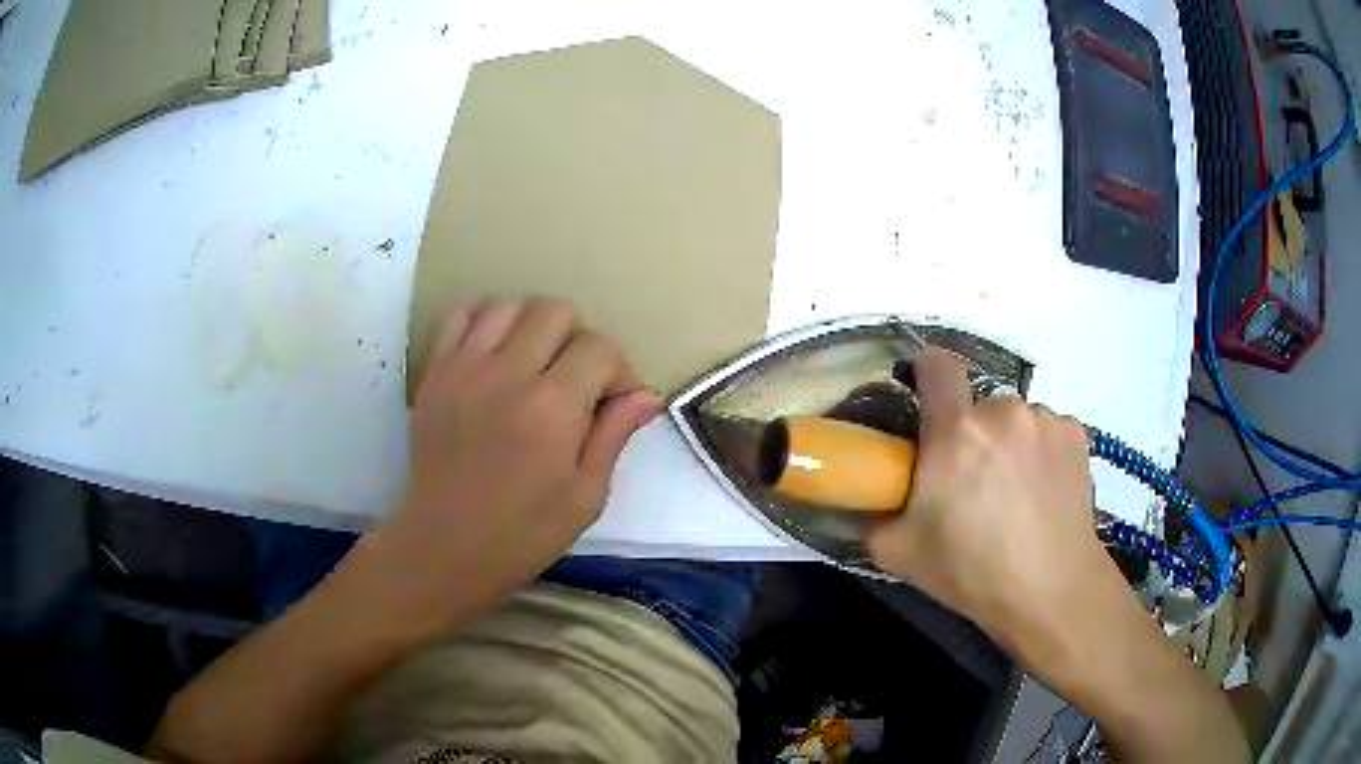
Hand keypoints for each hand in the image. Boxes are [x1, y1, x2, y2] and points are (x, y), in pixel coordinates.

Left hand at [365, 298, 657, 633]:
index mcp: (553, 408)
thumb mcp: (585, 498)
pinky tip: (494, 353)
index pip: (600, 347)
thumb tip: (644, 395)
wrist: (444, 546)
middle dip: (578, 339)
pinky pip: (461, 316)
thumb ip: (613, 437)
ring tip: (534, 364)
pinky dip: (485, 321)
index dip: (618, 370)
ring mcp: (465, 368)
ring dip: (533, 327)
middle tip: (575, 381)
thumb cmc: (522, 533)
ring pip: (510, 305)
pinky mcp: (435, 372)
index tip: (613, 401)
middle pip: (556, 311)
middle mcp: (508, 373)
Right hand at [866, 349, 1120, 664]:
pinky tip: (1043, 492)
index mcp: (956, 431)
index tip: (921, 391)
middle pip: (977, 404)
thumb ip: (874, 513)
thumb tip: (871, 495)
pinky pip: (1046, 429)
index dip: (924, 369)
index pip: (936, 365)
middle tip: (971, 480)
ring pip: (1015, 418)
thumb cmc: (972, 573)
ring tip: (1014, 492)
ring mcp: (1045, 419)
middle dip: (969, 431)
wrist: (1052, 591)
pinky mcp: (1076, 434)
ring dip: (1008, 441)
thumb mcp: (898, 552)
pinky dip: (1039, 451)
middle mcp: (1003, 410)